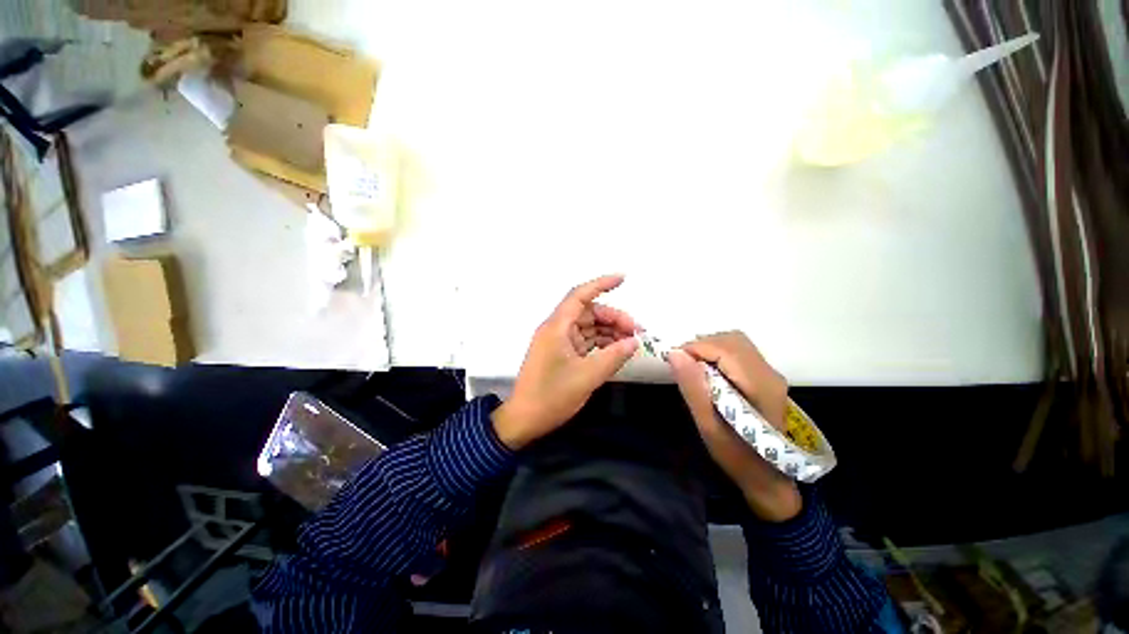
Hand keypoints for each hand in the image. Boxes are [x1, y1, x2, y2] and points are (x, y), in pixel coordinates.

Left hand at [492, 274, 638, 450]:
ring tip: (631, 343)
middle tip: (636, 332)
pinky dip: (601, 343)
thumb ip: (613, 357)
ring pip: (588, 327)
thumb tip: (634, 342)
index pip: (580, 295)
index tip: (623, 279)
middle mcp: (557, 329)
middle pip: (588, 312)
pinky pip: (585, 341)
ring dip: (609, 332)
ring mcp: (559, 341)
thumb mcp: (587, 376)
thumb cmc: (551, 396)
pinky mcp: (561, 354)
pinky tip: (617, 350)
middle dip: (613, 318)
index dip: (601, 284)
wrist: (524, 420)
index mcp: (557, 327)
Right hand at [666, 332, 800, 521]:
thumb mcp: (708, 426)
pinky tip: (707, 373)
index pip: (725, 348)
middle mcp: (769, 373)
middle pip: (732, 340)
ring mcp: (769, 374)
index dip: (696, 348)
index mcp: (759, 385)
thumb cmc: (737, 456)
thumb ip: (693, 387)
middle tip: (682, 365)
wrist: (768, 477)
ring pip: (735, 343)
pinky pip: (738, 353)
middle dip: (702, 346)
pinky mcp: (765, 377)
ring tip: (692, 368)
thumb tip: (675, 353)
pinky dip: (717, 354)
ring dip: (709, 349)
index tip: (675, 361)